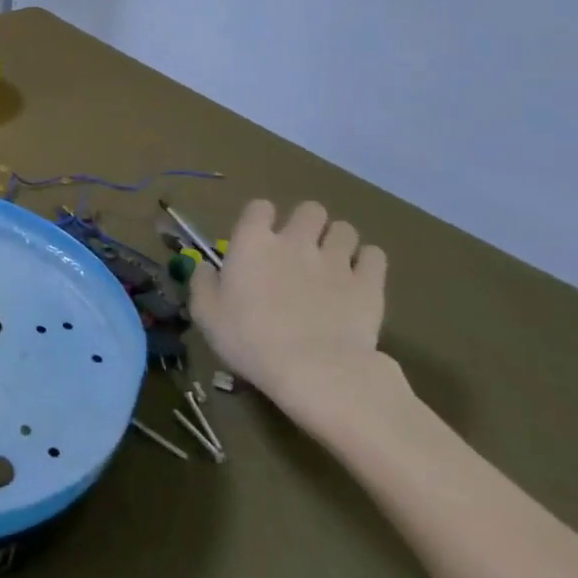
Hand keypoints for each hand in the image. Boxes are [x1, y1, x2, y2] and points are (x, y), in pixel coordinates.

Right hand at [189, 200, 387, 402]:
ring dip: (338, 241)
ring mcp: (336, 260)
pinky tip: (360, 278)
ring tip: (333, 263)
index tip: (258, 238)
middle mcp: (296, 241)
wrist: (314, 370)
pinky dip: (368, 262)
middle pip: (310, 210)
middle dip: (307, 223)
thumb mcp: (207, 315)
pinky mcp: (369, 283)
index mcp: (253, 242)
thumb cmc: (250, 340)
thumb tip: (205, 267)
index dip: (260, 218)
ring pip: (345, 229)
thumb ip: (203, 284)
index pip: (259, 207)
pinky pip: (375, 256)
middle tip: (301, 249)